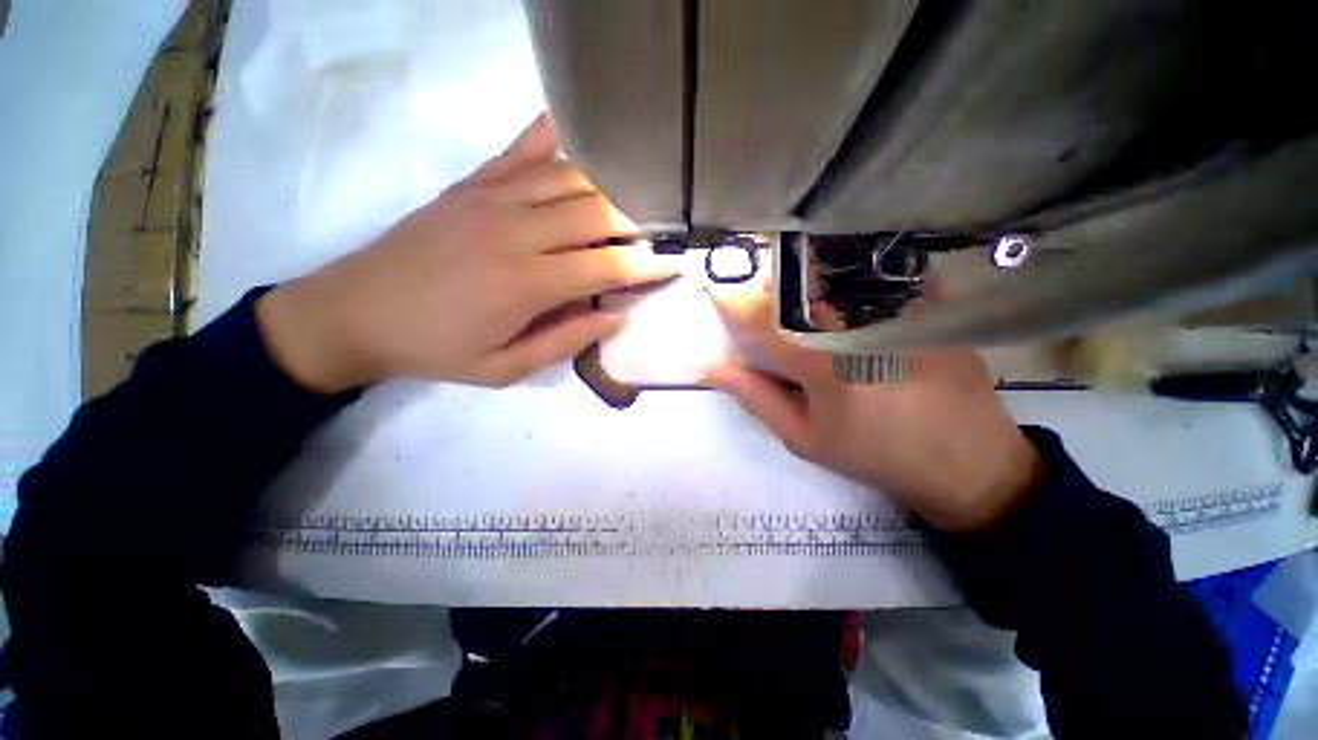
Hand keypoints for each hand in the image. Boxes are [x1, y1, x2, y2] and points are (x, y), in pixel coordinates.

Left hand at [256, 115, 678, 392]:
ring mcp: (492, 198)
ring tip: (637, 193)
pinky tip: (581, 131)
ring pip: (571, 177)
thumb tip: (614, 316)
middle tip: (661, 230)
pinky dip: (556, 136)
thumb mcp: (504, 368)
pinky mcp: (472, 183)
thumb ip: (564, 342)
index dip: (648, 266)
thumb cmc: (436, 348)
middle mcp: (516, 231)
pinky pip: (524, 149)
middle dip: (639, 220)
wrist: (355, 312)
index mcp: (526, 284)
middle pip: (597, 212)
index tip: (676, 264)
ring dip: (611, 183)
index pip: (607, 266)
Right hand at [704, 285, 1043, 532]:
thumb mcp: (803, 438)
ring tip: (808, 302)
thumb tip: (713, 369)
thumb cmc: (873, 454)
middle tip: (768, 305)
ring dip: (809, 280)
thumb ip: (756, 397)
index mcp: (824, 365)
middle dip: (773, 289)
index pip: (764, 319)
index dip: (735, 303)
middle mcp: (861, 327)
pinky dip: (856, 277)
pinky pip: (882, 274)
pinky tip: (853, 297)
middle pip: (801, 285)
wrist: (966, 463)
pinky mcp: (933, 306)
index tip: (719, 293)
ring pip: (838, 273)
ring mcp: (902, 310)